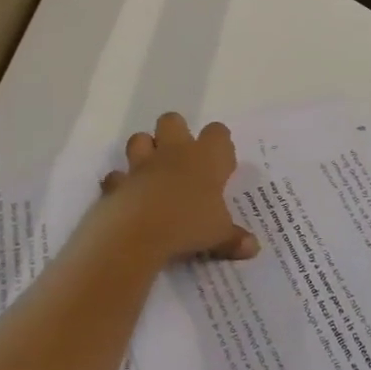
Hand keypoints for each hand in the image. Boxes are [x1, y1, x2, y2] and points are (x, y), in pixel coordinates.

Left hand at [97, 113, 259, 263]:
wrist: (138, 232)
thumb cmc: (189, 224)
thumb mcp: (220, 235)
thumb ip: (235, 238)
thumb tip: (253, 248)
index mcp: (206, 158)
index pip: (218, 133)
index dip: (220, 144)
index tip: (222, 165)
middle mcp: (175, 153)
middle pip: (173, 121)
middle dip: (176, 133)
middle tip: (184, 160)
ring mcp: (143, 165)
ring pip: (139, 139)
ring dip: (145, 150)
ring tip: (154, 171)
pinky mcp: (118, 182)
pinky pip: (117, 176)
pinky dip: (121, 183)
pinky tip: (128, 196)